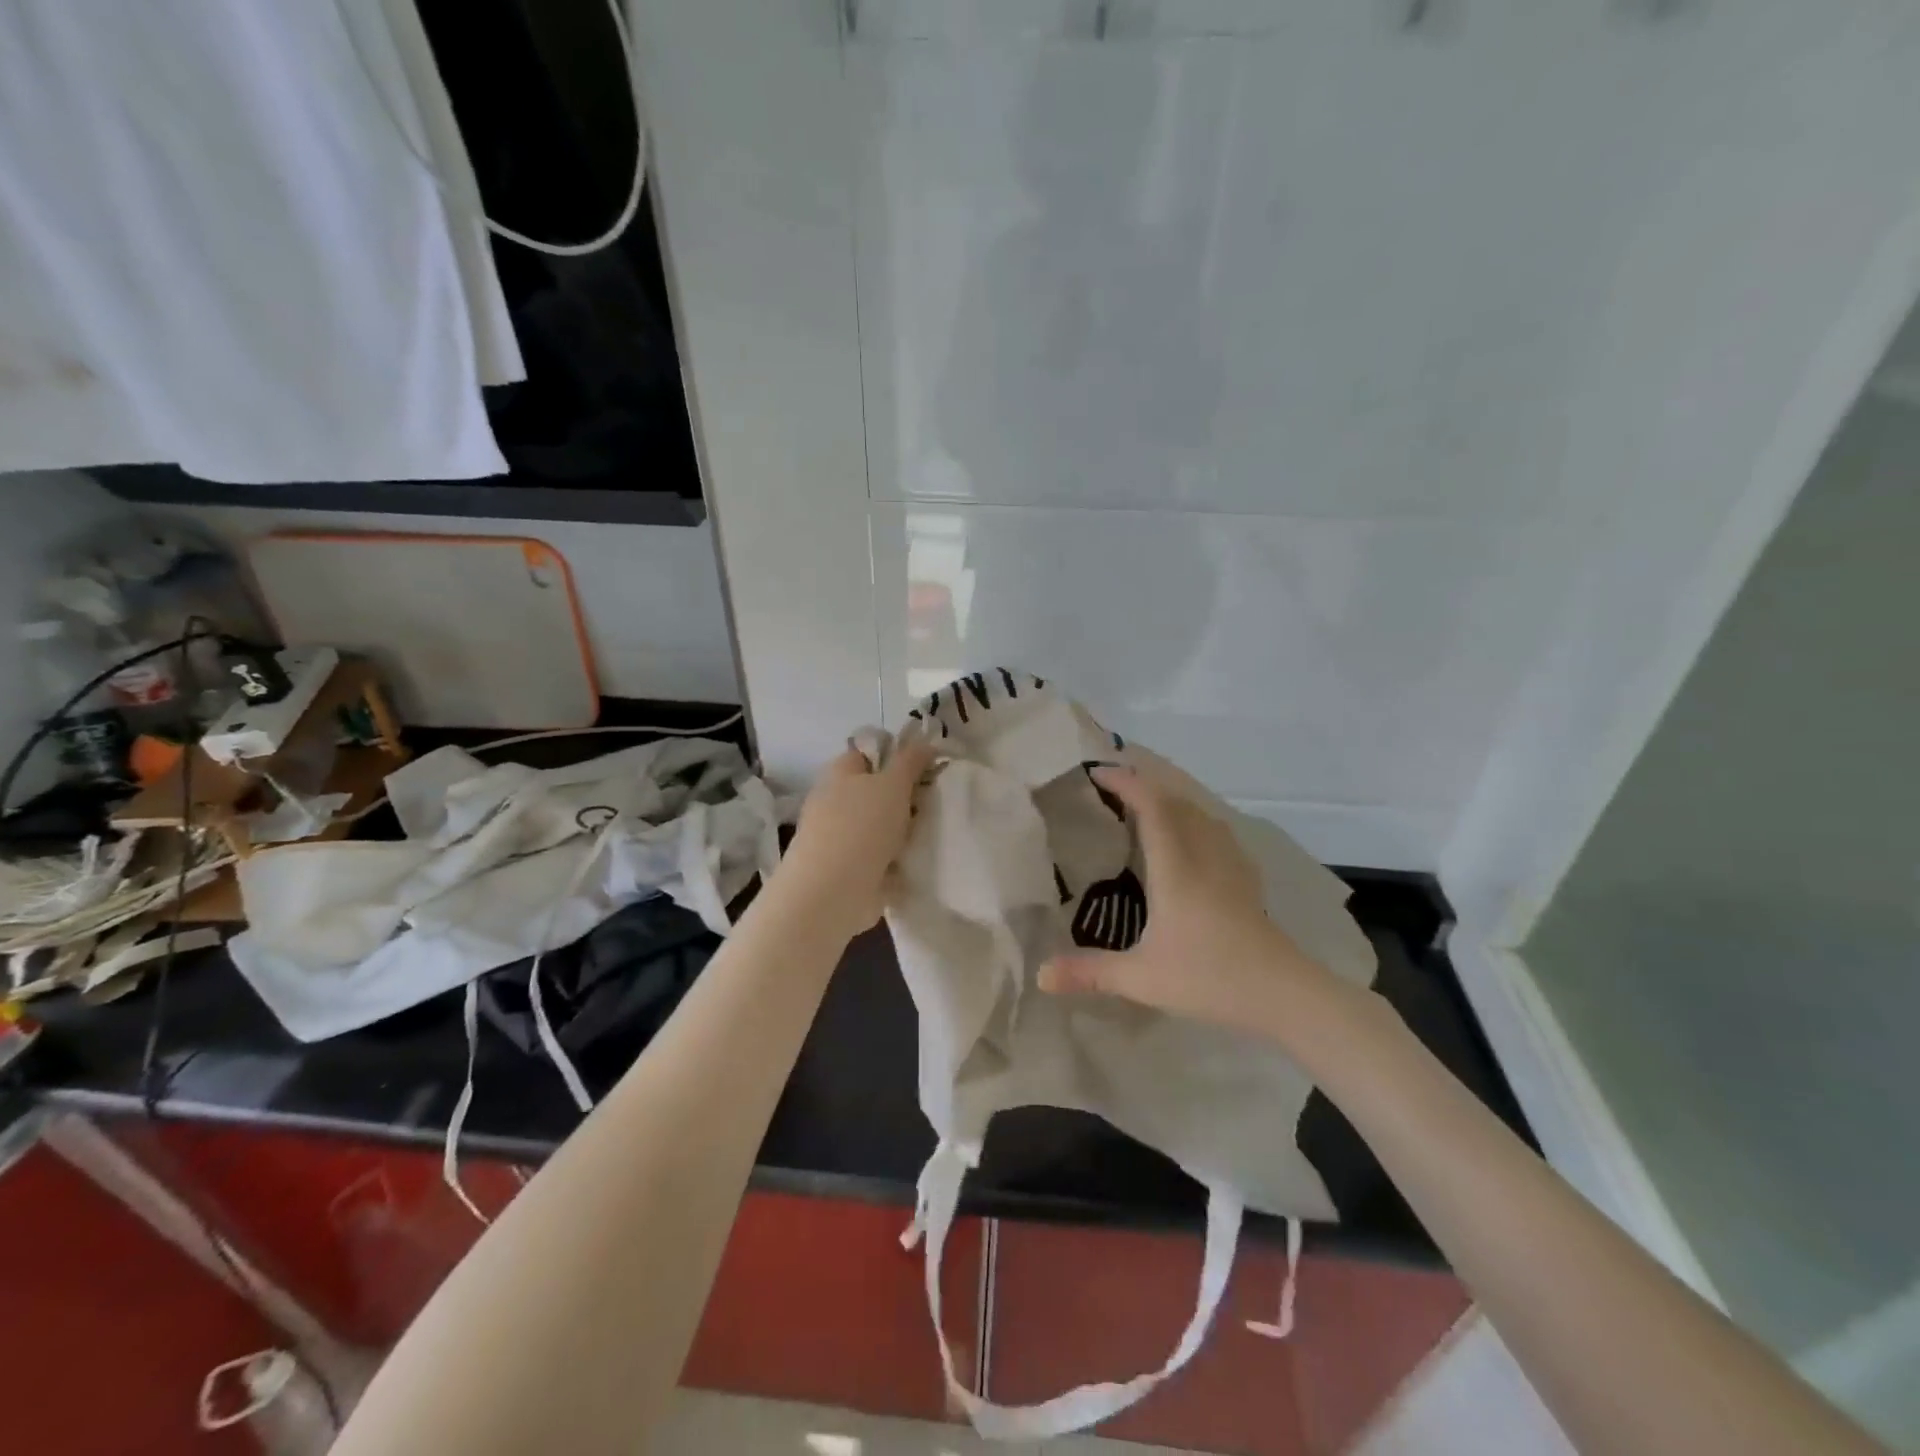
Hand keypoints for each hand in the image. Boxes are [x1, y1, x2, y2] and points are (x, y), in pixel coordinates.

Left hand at [782, 740, 935, 937]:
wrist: (832, 891)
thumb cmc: (862, 826)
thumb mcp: (893, 784)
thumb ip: (911, 761)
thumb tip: (925, 741)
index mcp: (840, 773)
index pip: (867, 753)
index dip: (895, 756)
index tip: (925, 768)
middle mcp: (835, 801)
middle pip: (876, 791)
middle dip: (903, 797)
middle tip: (932, 802)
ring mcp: (839, 837)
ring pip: (879, 825)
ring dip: (901, 831)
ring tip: (930, 833)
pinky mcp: (848, 869)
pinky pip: (879, 856)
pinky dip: (895, 860)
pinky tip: (916, 862)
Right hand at [1038, 765, 1337, 1036]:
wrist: (1283, 993)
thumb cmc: (1209, 977)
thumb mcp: (1141, 978)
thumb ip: (1089, 973)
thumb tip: (1040, 975)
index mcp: (1175, 867)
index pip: (1152, 805)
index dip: (1126, 782)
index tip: (1097, 774)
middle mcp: (1204, 854)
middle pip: (1177, 801)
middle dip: (1144, 786)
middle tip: (1112, 790)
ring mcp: (1231, 864)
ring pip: (1200, 813)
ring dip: (1171, 801)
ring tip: (1145, 810)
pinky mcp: (1247, 879)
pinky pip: (1217, 831)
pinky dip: (1194, 820)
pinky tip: (1190, 842)